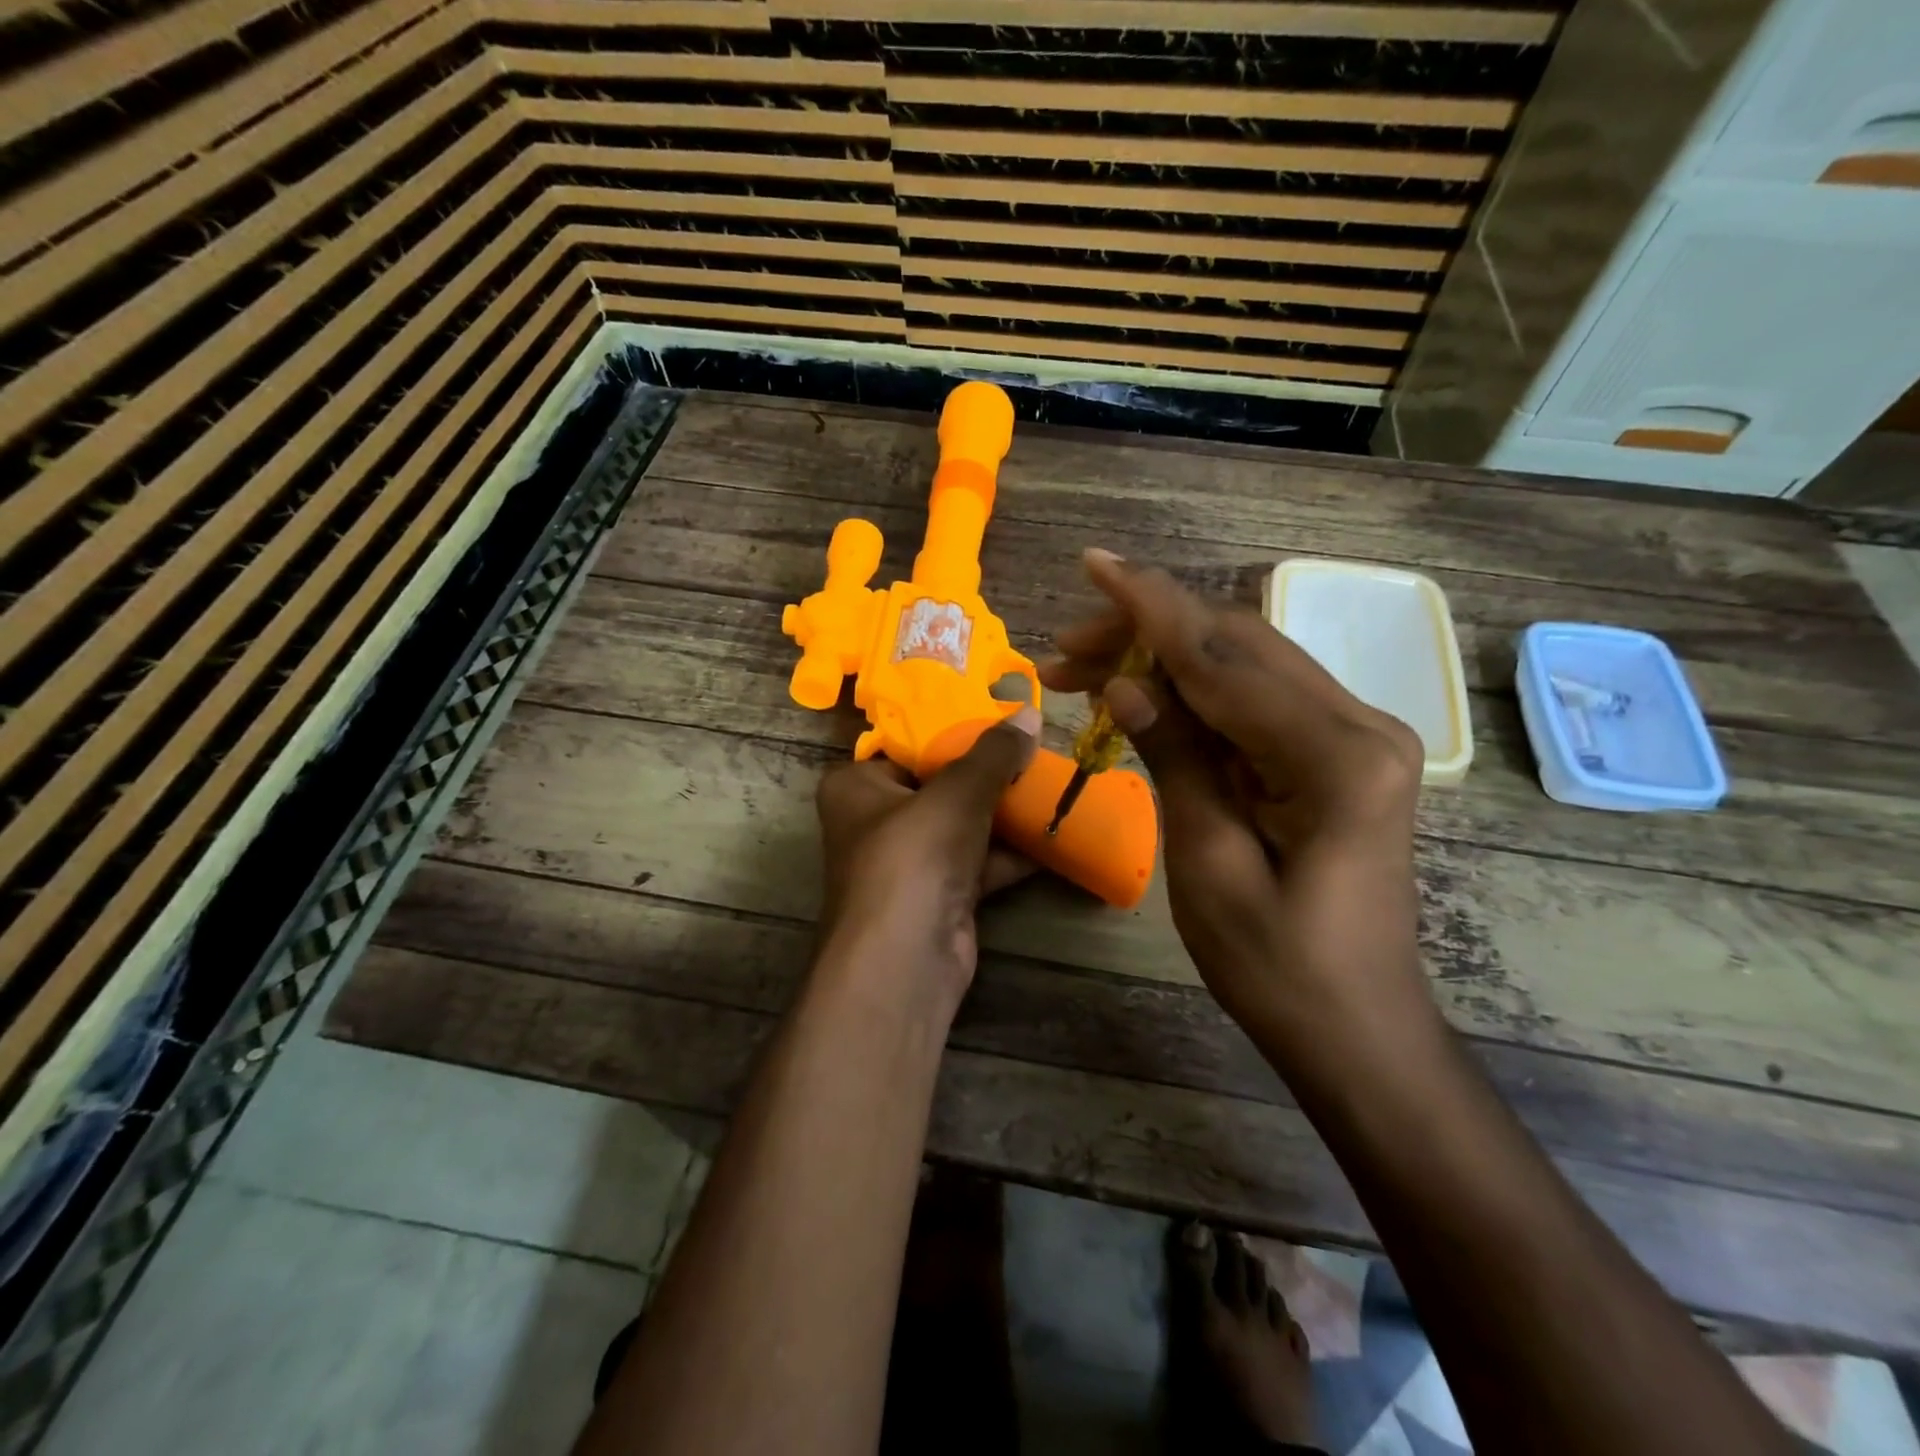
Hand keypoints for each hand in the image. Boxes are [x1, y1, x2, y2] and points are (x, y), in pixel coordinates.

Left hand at [814, 707, 1040, 1010]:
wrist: (906, 961)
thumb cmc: (913, 856)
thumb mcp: (957, 793)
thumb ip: (993, 754)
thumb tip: (1030, 714)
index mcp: (856, 786)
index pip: (906, 744)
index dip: (953, 728)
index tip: (999, 713)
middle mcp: (876, 821)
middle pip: (940, 784)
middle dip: (988, 772)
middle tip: (1034, 747)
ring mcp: (909, 862)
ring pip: (963, 824)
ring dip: (1005, 811)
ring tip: (1052, 782)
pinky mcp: (939, 895)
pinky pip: (979, 861)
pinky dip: (1012, 852)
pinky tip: (1055, 833)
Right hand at [1040, 551, 1429, 1049]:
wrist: (1358, 1030)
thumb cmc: (1279, 970)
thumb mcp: (1208, 866)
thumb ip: (1176, 760)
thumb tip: (1123, 685)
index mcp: (1335, 756)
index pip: (1224, 657)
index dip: (1150, 606)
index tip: (1094, 564)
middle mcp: (1358, 725)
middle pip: (1236, 645)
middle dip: (1146, 632)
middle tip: (1064, 649)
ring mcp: (1353, 736)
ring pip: (1244, 664)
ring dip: (1164, 658)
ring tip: (1084, 669)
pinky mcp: (1336, 754)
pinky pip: (1254, 700)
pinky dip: (1193, 691)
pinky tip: (1143, 696)